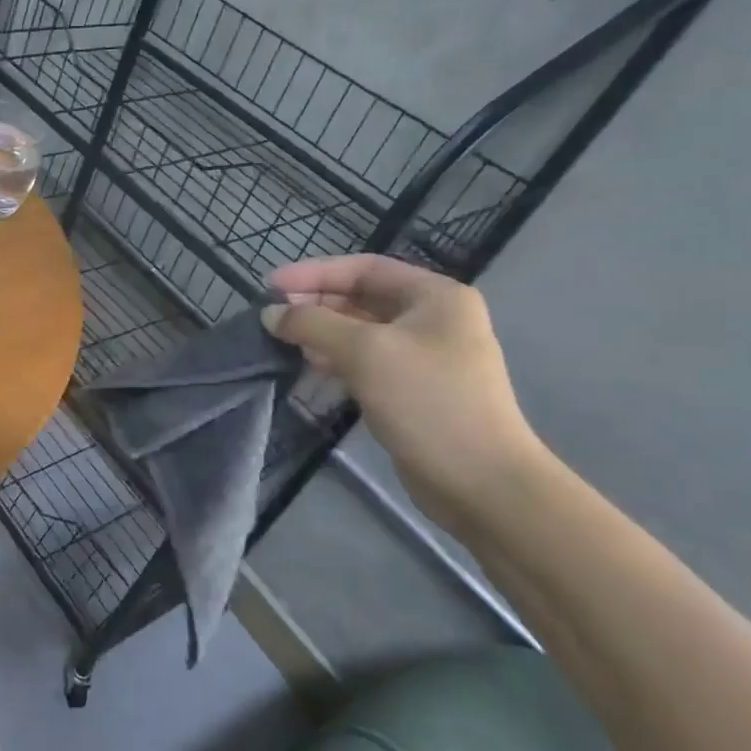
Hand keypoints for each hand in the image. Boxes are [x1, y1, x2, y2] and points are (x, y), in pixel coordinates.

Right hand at [261, 255, 545, 516]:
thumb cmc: (427, 401)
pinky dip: (336, 359)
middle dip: (317, 304)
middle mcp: (433, 319)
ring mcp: (425, 356)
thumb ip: (312, 325)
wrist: (481, 482)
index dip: (314, 272)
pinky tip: (310, 367)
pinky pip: (366, 361)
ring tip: (285, 342)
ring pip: (361, 331)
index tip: (271, 285)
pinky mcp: (414, 389)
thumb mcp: (365, 352)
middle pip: (362, 297)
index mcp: (435, 296)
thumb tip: (270, 314)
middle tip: (274, 317)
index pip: (365, 268)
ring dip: (322, 333)